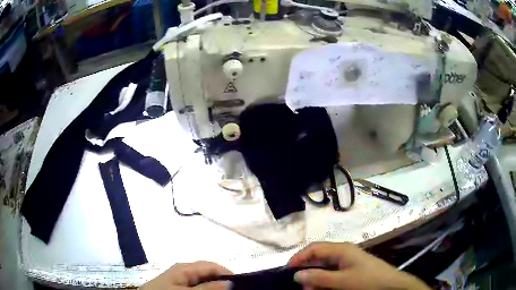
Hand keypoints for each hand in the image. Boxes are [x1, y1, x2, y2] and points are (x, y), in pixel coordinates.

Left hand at [141, 261, 232, 289]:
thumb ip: (207, 288)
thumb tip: (230, 282)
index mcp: (185, 268)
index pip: (212, 266)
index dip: (228, 274)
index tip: (242, 286)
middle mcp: (184, 271)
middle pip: (209, 274)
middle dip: (222, 283)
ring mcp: (180, 279)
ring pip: (204, 282)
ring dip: (214, 288)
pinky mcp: (177, 286)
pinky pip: (196, 287)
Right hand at [289, 242, 429, 289]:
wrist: (391, 285)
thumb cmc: (367, 280)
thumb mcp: (341, 281)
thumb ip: (319, 277)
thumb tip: (297, 274)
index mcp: (341, 249)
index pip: (314, 248)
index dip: (299, 257)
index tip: (288, 270)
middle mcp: (343, 252)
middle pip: (319, 258)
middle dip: (308, 271)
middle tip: (302, 286)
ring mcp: (348, 261)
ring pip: (325, 267)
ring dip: (316, 278)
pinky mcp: (352, 270)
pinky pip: (333, 274)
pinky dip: (325, 281)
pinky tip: (323, 289)